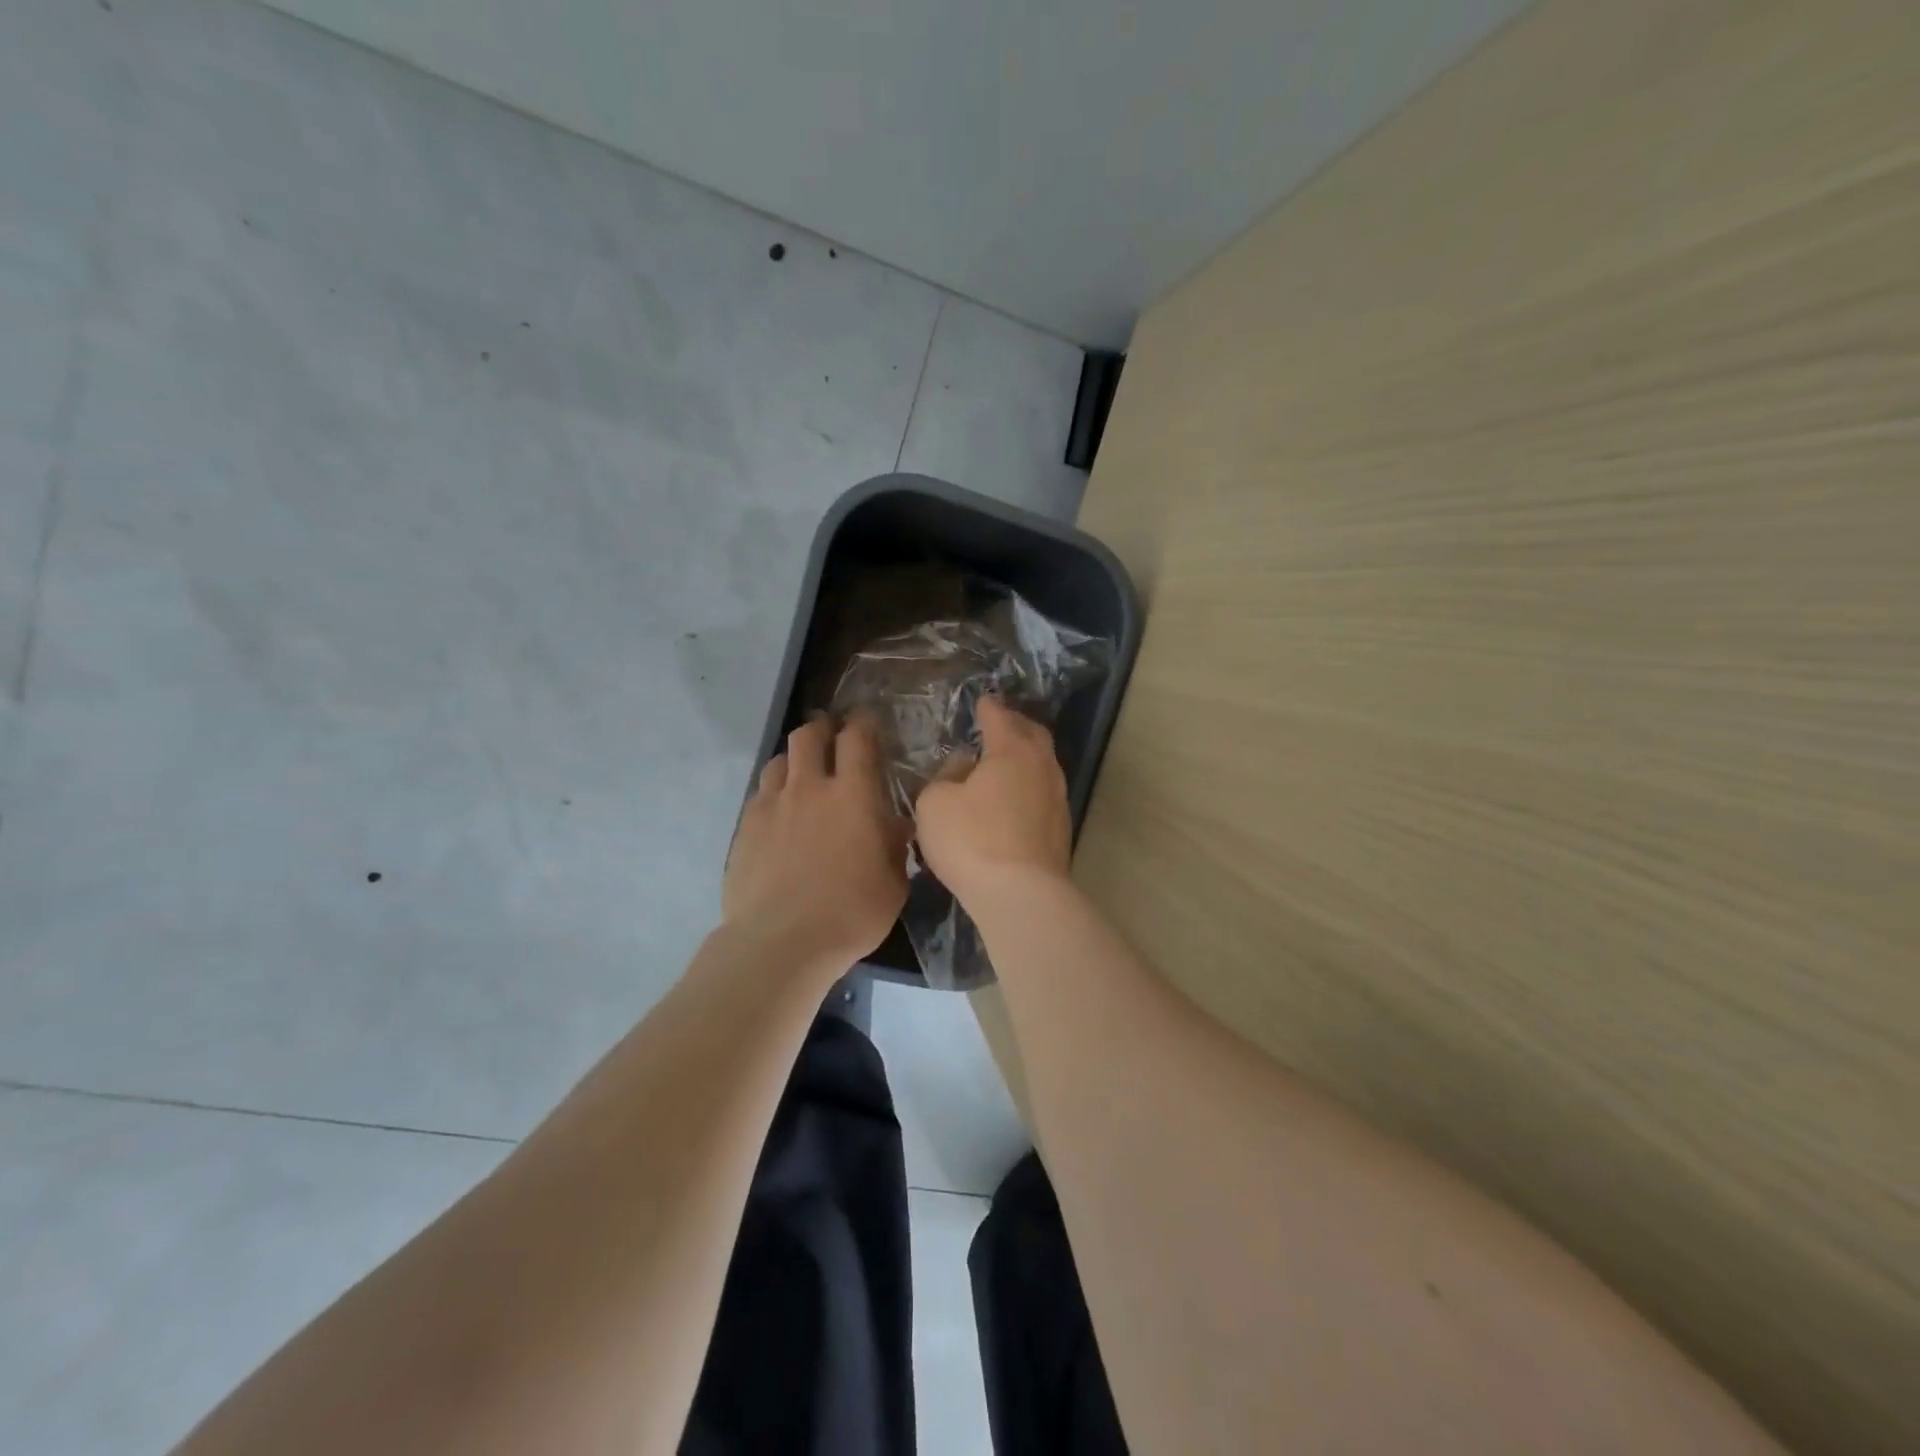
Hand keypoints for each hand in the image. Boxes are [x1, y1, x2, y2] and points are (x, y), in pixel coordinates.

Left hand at [725, 716, 911, 970]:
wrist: (781, 942)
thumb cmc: (851, 914)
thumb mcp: (894, 884)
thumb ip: (895, 847)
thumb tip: (893, 826)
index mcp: (853, 795)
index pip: (857, 738)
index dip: (863, 724)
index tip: (867, 724)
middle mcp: (810, 787)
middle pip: (809, 734)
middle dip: (823, 728)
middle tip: (832, 739)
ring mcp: (772, 805)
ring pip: (779, 760)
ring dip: (794, 760)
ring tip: (803, 776)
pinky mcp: (745, 827)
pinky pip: (760, 793)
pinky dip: (774, 792)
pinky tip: (780, 814)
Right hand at [914, 696, 1072, 904]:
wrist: (1021, 895)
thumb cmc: (972, 840)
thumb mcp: (935, 803)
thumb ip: (945, 776)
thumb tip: (963, 767)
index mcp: (1012, 750)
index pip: (999, 717)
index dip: (988, 708)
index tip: (982, 701)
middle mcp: (1042, 767)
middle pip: (1033, 735)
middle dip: (1016, 725)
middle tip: (1000, 723)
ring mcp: (1058, 799)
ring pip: (1043, 766)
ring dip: (1025, 758)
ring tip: (1005, 761)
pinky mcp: (1061, 830)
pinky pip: (1043, 794)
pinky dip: (1028, 787)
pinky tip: (1014, 799)